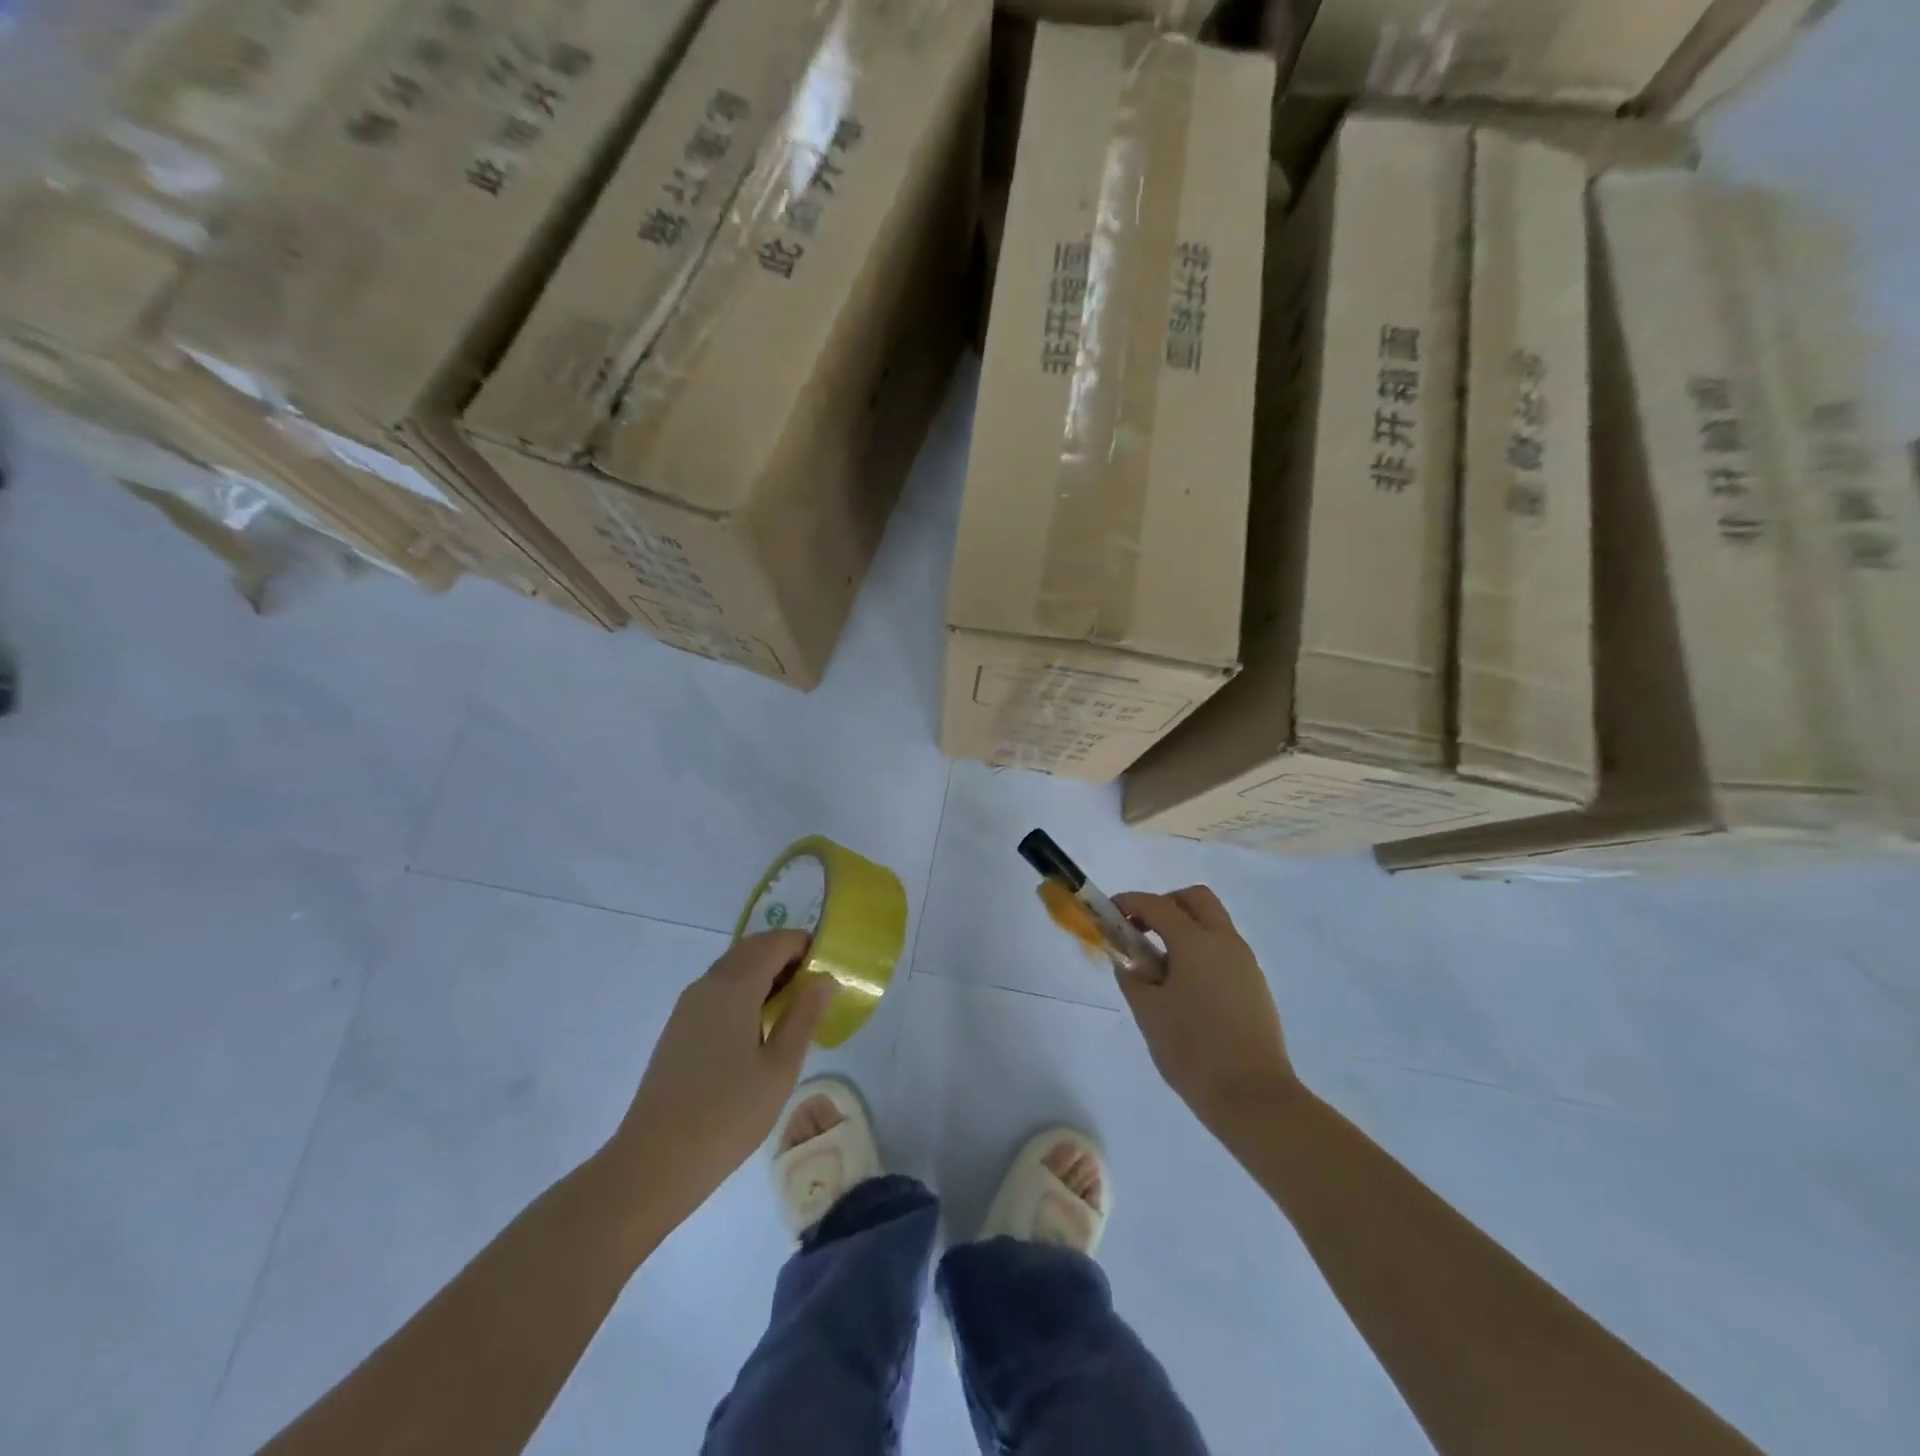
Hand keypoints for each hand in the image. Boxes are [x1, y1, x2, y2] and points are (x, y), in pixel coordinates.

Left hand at [608, 930, 833, 1223]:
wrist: (654, 1162)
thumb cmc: (727, 1114)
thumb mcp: (780, 1068)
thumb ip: (804, 1016)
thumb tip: (825, 978)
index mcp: (734, 987)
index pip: (775, 942)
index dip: (805, 944)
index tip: (830, 965)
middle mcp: (708, 985)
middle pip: (752, 948)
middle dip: (786, 955)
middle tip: (815, 984)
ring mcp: (688, 1006)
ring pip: (733, 967)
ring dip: (765, 971)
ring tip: (792, 1005)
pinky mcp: (679, 1027)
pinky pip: (718, 989)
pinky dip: (745, 989)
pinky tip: (759, 1026)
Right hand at [1111, 886, 1297, 1129]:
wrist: (1253, 1097)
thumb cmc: (1192, 1049)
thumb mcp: (1148, 1011)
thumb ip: (1132, 976)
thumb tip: (1129, 960)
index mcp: (1195, 941)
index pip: (1157, 904)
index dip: (1129, 903)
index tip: (1110, 913)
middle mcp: (1225, 942)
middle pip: (1195, 899)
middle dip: (1165, 904)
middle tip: (1142, 930)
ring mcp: (1245, 963)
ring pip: (1213, 924)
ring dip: (1185, 928)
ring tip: (1161, 966)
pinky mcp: (1256, 986)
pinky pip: (1224, 951)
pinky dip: (1201, 951)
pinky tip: (1186, 988)